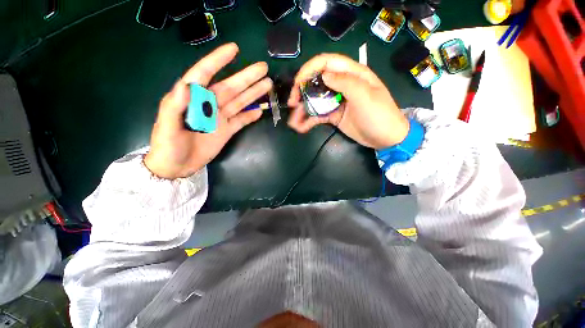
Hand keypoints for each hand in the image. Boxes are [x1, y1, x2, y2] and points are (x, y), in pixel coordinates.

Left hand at [144, 43, 272, 178]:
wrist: (177, 166)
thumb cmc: (167, 146)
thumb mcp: (167, 126)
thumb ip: (175, 106)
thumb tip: (187, 85)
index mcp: (191, 98)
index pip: (205, 74)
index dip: (218, 61)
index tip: (234, 49)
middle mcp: (208, 105)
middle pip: (229, 88)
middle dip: (246, 77)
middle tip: (263, 68)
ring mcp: (220, 118)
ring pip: (239, 102)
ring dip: (253, 94)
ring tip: (267, 85)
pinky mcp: (227, 130)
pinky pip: (241, 121)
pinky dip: (250, 116)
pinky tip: (260, 110)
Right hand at [287, 54, 409, 149]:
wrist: (385, 138)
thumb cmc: (379, 115)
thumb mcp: (365, 96)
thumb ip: (345, 82)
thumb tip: (324, 74)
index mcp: (352, 74)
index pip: (326, 62)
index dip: (309, 69)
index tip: (297, 84)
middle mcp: (341, 85)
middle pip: (316, 81)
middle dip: (301, 91)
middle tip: (292, 103)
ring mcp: (336, 101)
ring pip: (315, 100)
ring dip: (302, 109)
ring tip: (293, 121)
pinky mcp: (333, 115)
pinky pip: (318, 115)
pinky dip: (308, 120)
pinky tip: (301, 127)